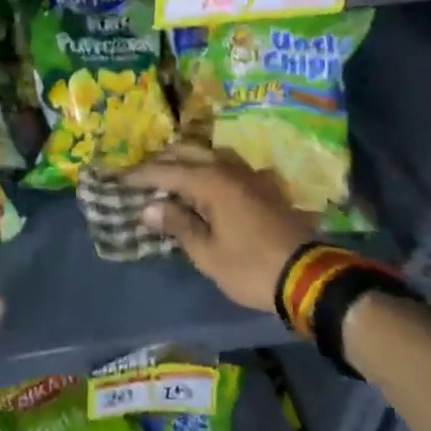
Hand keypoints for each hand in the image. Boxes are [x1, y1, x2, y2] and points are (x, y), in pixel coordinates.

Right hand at [125, 145, 321, 313]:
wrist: (310, 277)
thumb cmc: (251, 267)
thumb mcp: (207, 254)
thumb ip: (178, 225)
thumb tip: (149, 208)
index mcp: (210, 182)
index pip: (166, 171)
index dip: (141, 175)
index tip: (120, 179)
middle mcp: (229, 169)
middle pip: (189, 153)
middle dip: (163, 160)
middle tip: (143, 174)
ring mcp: (251, 175)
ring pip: (212, 154)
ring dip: (189, 159)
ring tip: (173, 173)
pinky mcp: (266, 186)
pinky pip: (231, 166)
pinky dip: (213, 167)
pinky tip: (211, 181)